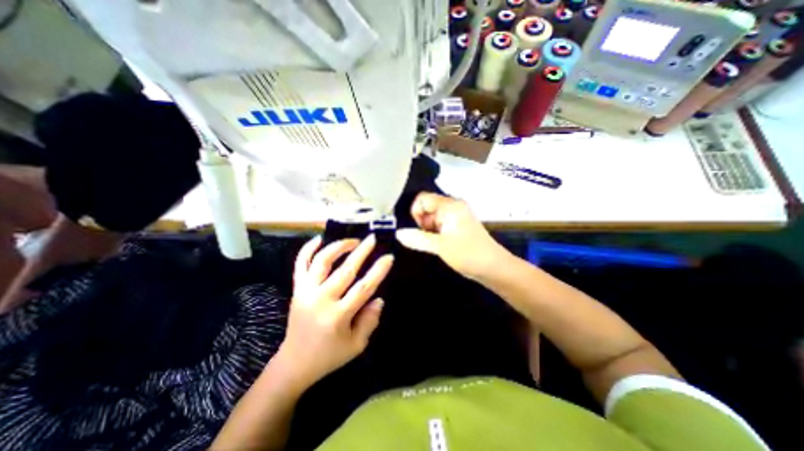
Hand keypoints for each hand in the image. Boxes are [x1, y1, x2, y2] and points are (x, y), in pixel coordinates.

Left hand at [280, 236, 393, 387]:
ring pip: (322, 262)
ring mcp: (305, 292)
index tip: (389, 257)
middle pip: (345, 270)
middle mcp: (321, 300)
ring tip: (352, 240)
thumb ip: (370, 321)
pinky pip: (300, 265)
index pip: (364, 287)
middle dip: (361, 251)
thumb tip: (379, 298)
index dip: (378, 270)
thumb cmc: (329, 355)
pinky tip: (319, 239)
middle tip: (372, 238)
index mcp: (338, 316)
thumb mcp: (357, 345)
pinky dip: (308, 249)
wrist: (294, 363)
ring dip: (338, 247)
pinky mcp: (296, 290)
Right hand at [396, 192, 506, 280]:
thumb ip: (417, 239)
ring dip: (428, 230)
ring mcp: (456, 216)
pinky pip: (439, 225)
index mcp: (450, 205)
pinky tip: (438, 245)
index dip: (416, 213)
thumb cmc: (468, 254)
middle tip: (427, 240)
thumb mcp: (440, 246)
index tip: (418, 230)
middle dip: (422, 223)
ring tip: (434, 245)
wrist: (494, 268)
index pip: (423, 198)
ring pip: (432, 218)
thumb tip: (398, 233)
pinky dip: (434, 234)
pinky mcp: (457, 226)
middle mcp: (453, 206)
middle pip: (427, 208)